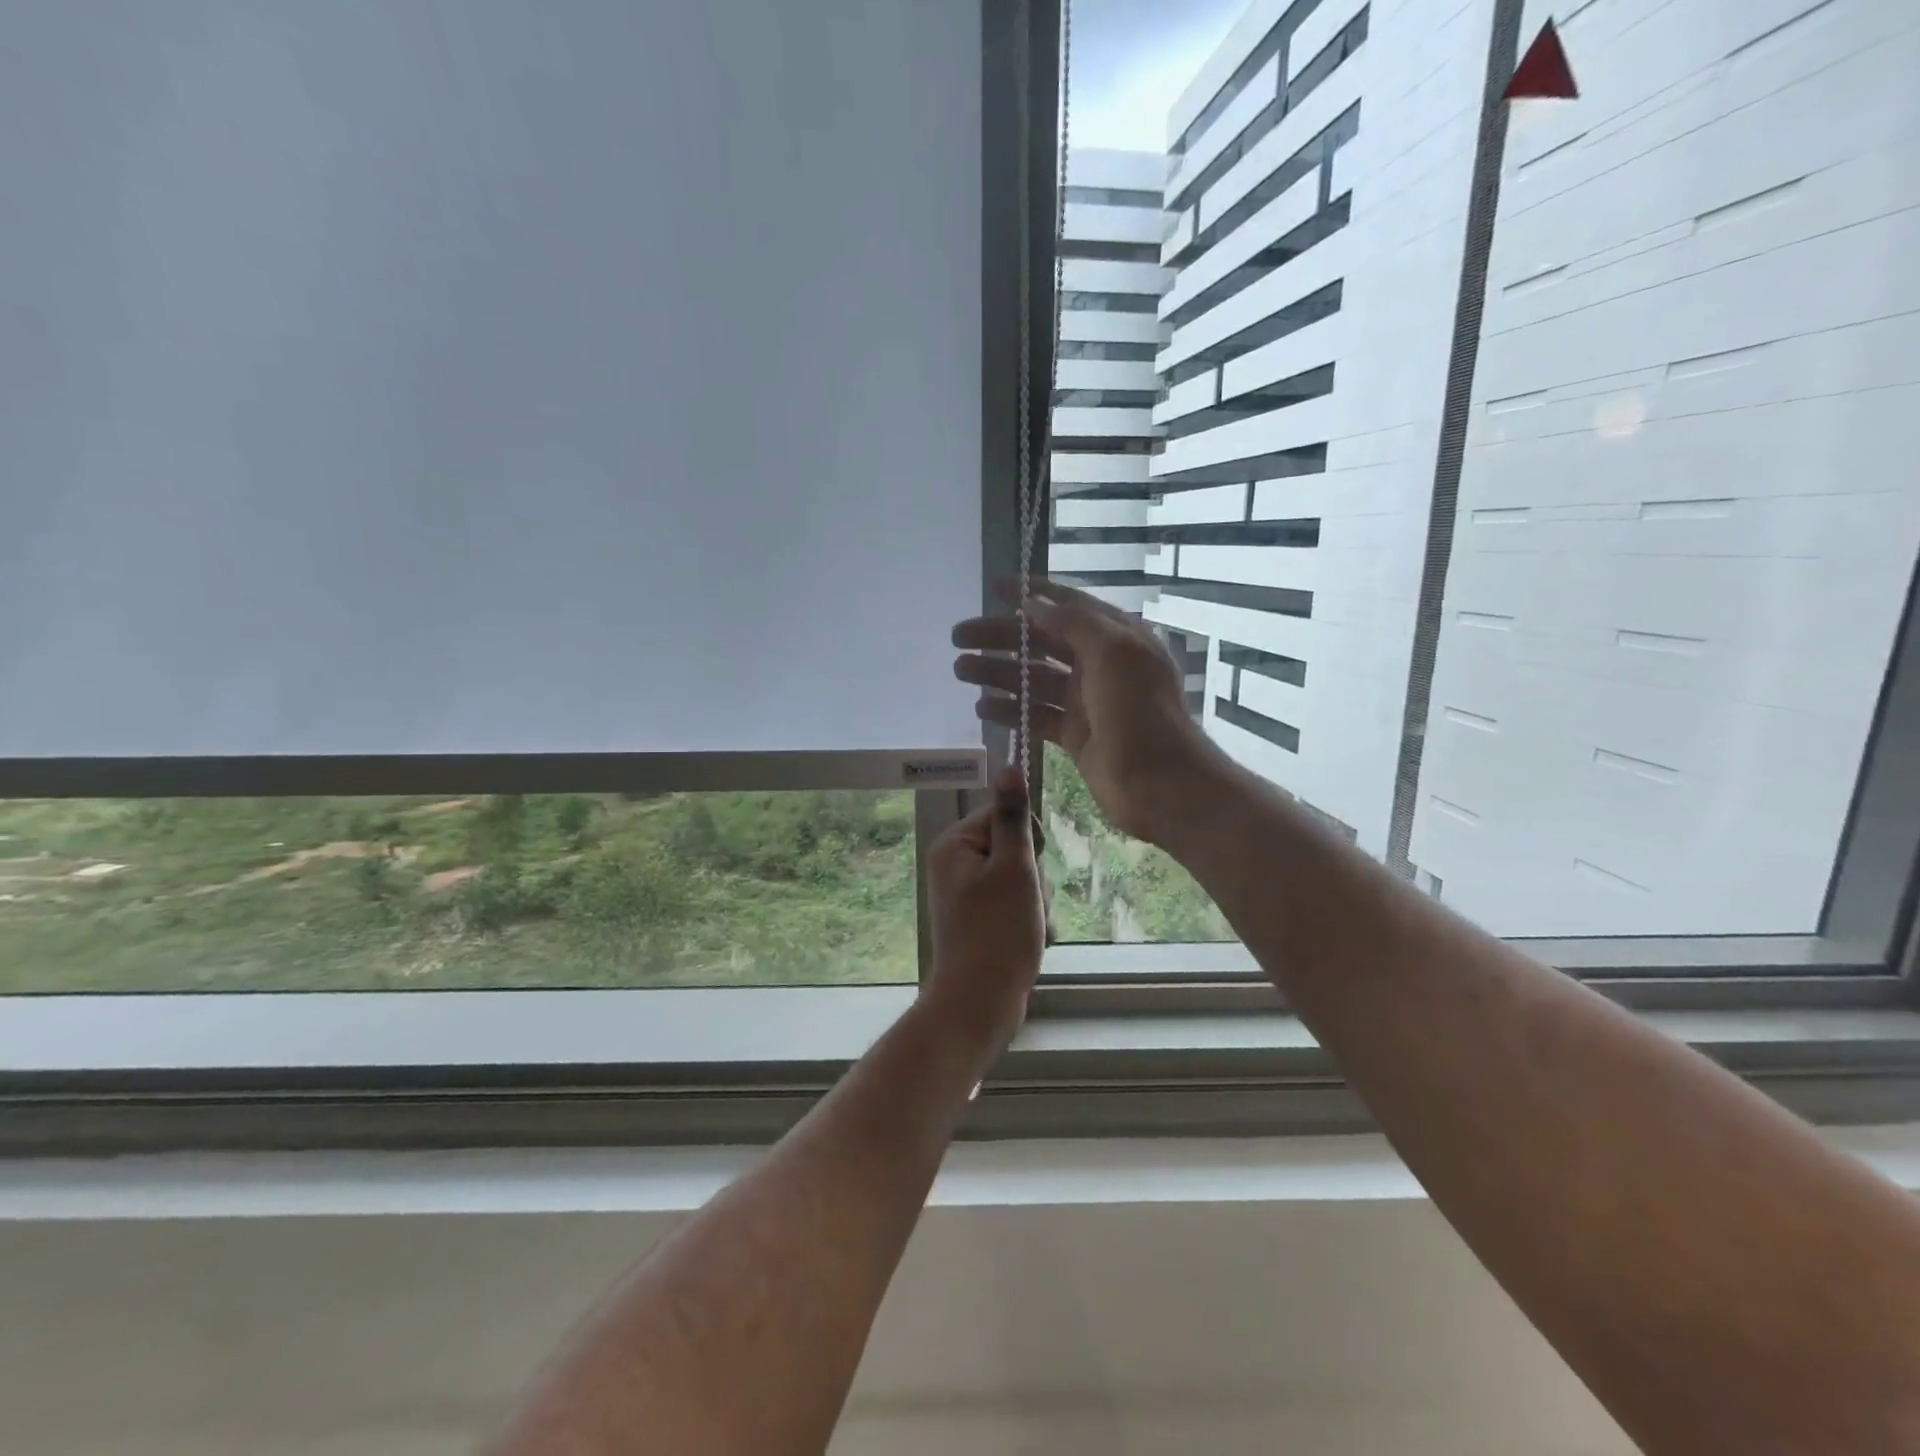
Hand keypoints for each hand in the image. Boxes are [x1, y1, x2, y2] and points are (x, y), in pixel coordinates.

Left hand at [920, 767, 1047, 1052]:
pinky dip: (1030, 922)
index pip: (1004, 815)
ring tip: (1030, 929)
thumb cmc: (998, 932)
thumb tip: (1009, 766)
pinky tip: (1031, 942)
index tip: (1028, 867)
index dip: (1027, 840)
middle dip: (1034, 879)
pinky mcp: (983, 921)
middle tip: (1027, 905)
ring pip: (1023, 881)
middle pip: (1016, 849)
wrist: (981, 1004)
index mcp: (955, 846)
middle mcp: (957, 866)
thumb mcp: (1014, 868)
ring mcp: (969, 896)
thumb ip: (1013, 818)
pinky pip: (1018, 906)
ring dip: (1037, 904)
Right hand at [952, 579, 1218, 844]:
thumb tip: (1034, 603)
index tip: (994, 587)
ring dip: (997, 672)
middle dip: (1001, 636)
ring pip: (1034, 679)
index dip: (1032, 593)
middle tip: (958, 637)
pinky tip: (980, 708)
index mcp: (1116, 637)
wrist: (1160, 783)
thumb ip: (1074, 622)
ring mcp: (1086, 701)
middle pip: (1042, 641)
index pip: (1069, 604)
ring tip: (960, 670)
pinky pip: (1035, 714)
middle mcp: (1100, 664)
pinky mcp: (1075, 734)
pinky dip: (1009, 709)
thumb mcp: (1113, 652)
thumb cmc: (1140, 711)